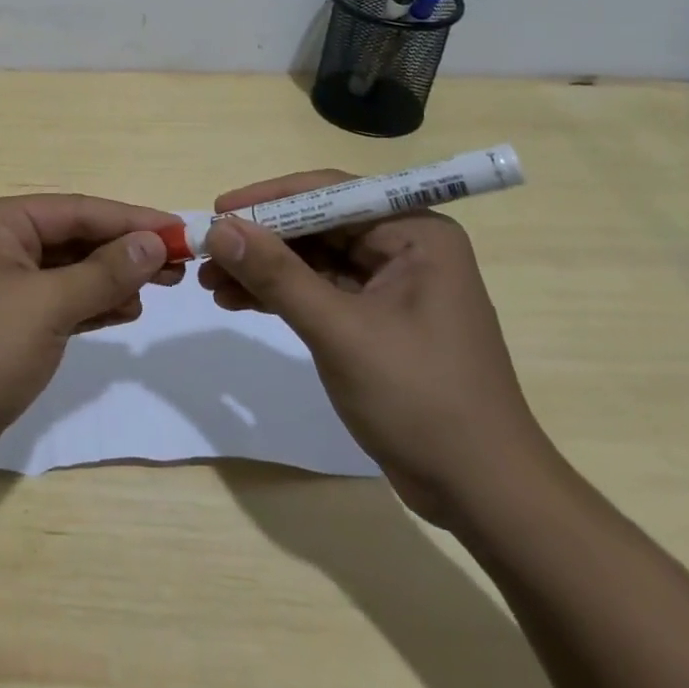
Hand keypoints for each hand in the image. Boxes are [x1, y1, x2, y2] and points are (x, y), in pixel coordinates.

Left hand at [0, 195, 181, 493]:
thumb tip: (153, 241)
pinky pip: (55, 302)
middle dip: (123, 250)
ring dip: (109, 278)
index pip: (76, 209)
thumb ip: (103, 272)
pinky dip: (88, 305)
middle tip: (178, 265)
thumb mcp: (47, 306)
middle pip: (72, 238)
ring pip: (66, 271)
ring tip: (158, 289)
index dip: (131, 219)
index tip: (181, 231)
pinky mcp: (1, 325)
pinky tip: (123, 311)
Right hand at [199, 170, 558, 527]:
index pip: (330, 193)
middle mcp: (404, 248)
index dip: (269, 198)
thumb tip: (218, 229)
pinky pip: (317, 291)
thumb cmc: (421, 399)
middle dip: (260, 240)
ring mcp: (390, 285)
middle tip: (206, 252)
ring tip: (210, 283)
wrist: (482, 494)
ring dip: (262, 269)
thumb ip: (277, 275)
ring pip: (312, 259)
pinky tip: (237, 302)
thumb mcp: (340, 331)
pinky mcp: (375, 320)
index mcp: (415, 233)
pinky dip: (279, 295)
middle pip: (317, 225)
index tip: (218, 210)